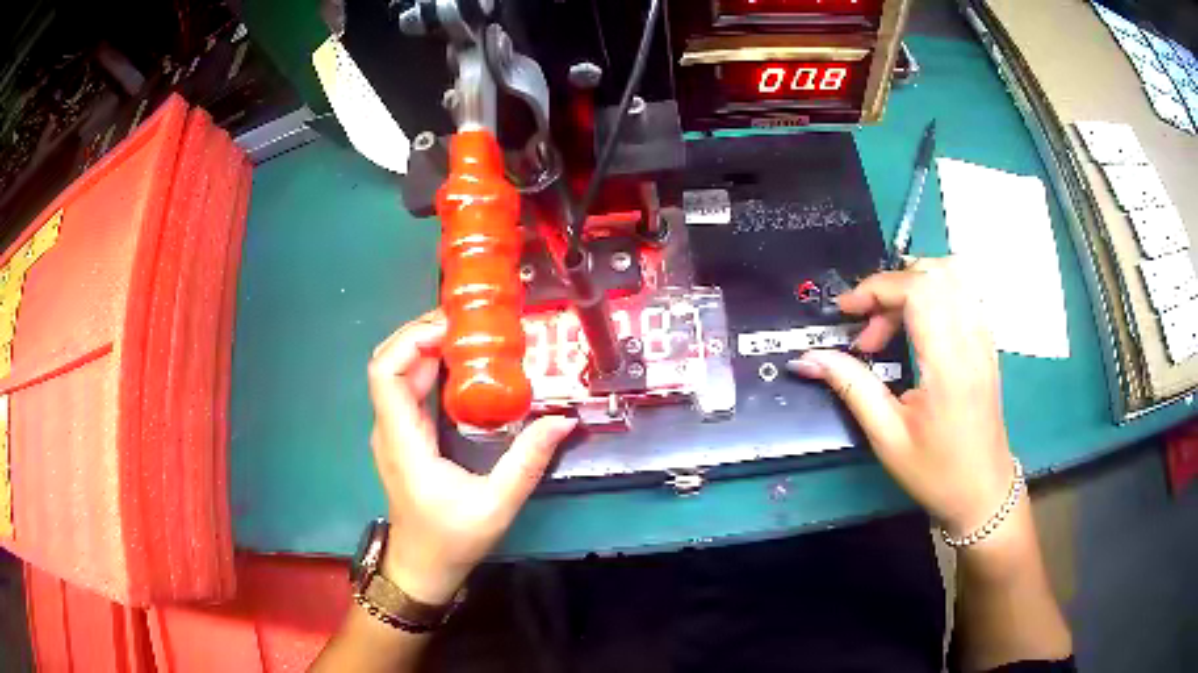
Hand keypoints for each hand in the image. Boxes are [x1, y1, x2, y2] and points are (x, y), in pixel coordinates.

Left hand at [367, 309, 577, 604]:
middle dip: (422, 334)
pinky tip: (461, 369)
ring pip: (397, 375)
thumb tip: (563, 420)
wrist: (422, 569)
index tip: (450, 327)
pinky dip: (428, 370)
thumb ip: (528, 461)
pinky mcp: (403, 440)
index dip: (410, 340)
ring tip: (469, 336)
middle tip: (468, 323)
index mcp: (402, 440)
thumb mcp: (496, 504)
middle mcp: (390, 429)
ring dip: (425, 349)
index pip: (385, 372)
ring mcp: (393, 434)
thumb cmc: (451, 540)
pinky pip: (408, 392)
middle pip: (389, 364)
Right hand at [789, 257, 1015, 536]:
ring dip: (913, 285)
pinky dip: (933, 294)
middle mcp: (972, 341)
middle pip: (935, 274)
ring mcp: (984, 339)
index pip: (919, 291)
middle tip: (869, 327)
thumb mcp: (887, 438)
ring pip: (953, 276)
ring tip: (890, 323)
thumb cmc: (936, 473)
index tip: (847, 311)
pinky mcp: (987, 343)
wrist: (983, 491)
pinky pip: (963, 293)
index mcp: (948, 366)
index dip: (877, 288)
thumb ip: (852, 389)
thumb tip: (810, 358)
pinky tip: (917, 327)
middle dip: (891, 286)